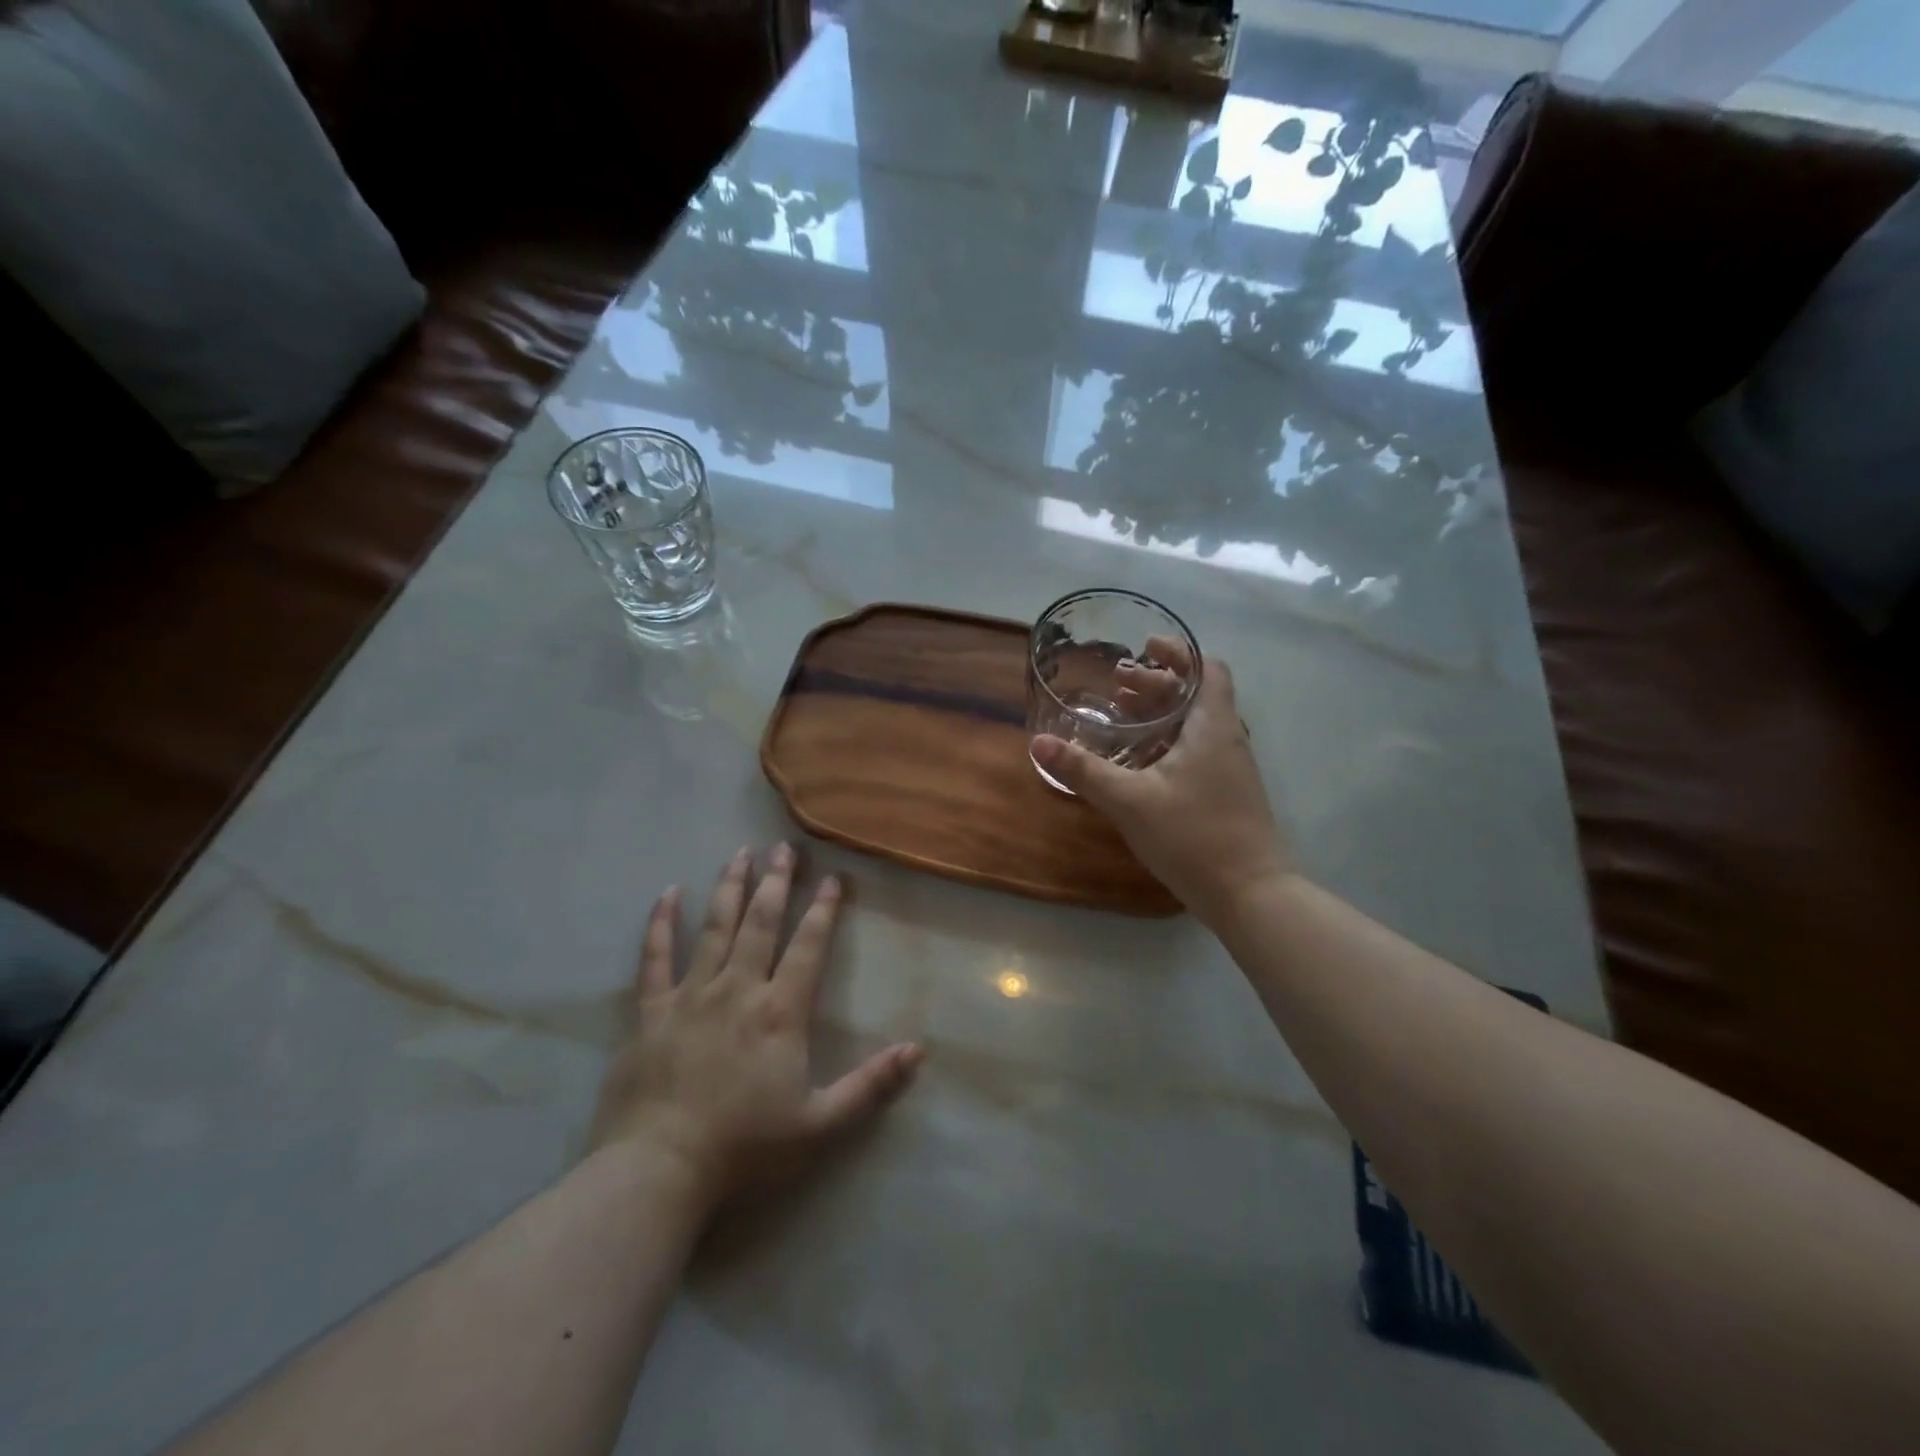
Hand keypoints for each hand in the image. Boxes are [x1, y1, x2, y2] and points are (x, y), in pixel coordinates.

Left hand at [588, 844, 923, 1217]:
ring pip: (714, 927)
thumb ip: (871, 1085)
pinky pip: (655, 958)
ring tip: (740, 853)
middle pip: (761, 923)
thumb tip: (920, 1050)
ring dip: (729, 887)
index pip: (809, 946)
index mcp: (780, 1011)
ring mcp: (690, 995)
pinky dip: (661, 923)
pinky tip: (667, 893)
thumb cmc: (745, 1148)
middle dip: (777, 882)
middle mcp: (737, 989)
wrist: (658, 1170)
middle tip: (784, 847)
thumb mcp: (821, 1125)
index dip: (824, 909)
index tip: (834, 877)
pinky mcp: (651, 1012)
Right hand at [1031, 655, 1290, 927]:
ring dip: (1162, 713)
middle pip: (1198, 694)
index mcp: (1212, 726)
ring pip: (1196, 724)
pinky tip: (1140, 762)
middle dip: (1158, 683)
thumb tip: (1038, 743)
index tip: (1145, 648)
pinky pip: (1197, 750)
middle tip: (1119, 683)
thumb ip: (1084, 770)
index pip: (1208, 669)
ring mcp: (1230, 769)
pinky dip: (1168, 741)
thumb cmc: (1193, 836)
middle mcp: (1227, 739)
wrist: (1250, 895)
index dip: (1179, 653)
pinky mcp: (1226, 794)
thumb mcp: (1129, 800)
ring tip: (1122, 716)